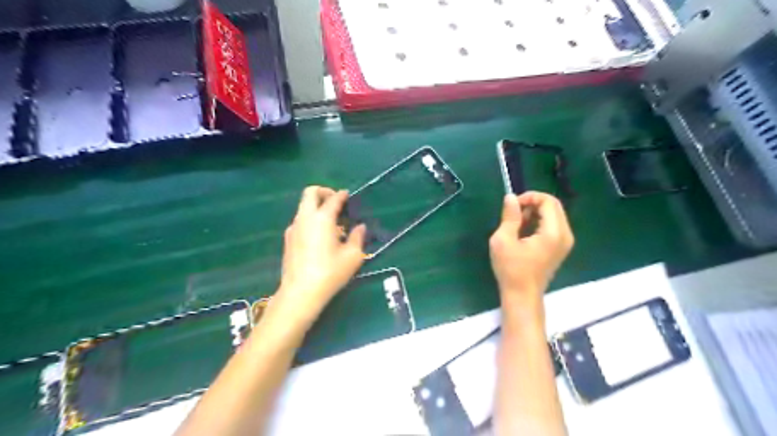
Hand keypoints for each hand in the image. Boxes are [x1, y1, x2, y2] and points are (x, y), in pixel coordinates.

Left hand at [276, 185, 367, 325]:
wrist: (300, 292)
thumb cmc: (330, 273)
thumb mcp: (352, 256)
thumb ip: (357, 237)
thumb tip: (360, 227)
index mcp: (322, 218)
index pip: (333, 199)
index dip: (342, 195)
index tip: (348, 195)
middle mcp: (305, 218)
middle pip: (310, 193)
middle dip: (324, 192)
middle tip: (336, 202)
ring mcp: (293, 228)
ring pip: (303, 207)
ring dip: (317, 207)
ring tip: (332, 223)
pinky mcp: (288, 239)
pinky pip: (300, 221)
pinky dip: (311, 219)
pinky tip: (320, 236)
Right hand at [487, 193, 571, 305]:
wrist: (522, 295)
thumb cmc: (511, 269)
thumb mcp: (503, 240)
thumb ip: (510, 216)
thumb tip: (511, 197)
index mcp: (553, 233)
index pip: (548, 201)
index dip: (530, 197)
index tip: (513, 205)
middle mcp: (565, 235)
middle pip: (554, 206)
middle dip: (533, 203)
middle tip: (514, 213)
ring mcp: (565, 242)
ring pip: (554, 215)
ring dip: (535, 212)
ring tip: (517, 224)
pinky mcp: (560, 247)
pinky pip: (553, 225)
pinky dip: (539, 222)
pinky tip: (525, 232)